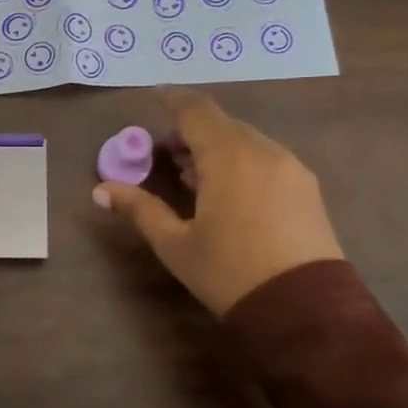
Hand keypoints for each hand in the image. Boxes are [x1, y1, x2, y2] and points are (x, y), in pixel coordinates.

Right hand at [93, 88, 342, 315]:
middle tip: (166, 153)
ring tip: (193, 176)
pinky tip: (228, 191)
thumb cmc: (229, 273)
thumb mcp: (175, 244)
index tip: (153, 96)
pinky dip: (240, 160)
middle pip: (222, 124)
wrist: (305, 311)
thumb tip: (101, 190)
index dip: (172, 99)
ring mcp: (291, 168)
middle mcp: (263, 151)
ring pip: (246, 140)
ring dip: (216, 147)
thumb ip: (139, 209)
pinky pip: (266, 158)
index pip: (196, 110)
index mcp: (229, 157)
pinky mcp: (307, 188)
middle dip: (191, 130)